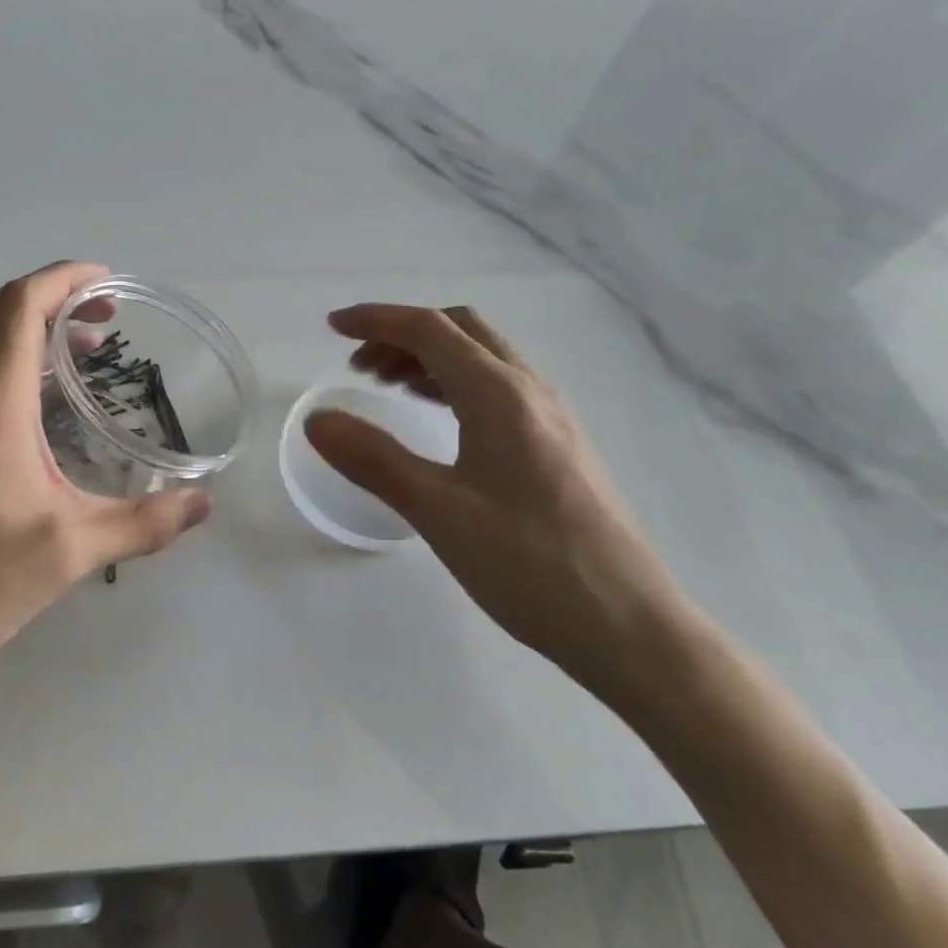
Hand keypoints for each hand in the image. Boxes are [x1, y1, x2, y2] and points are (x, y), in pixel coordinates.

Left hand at [0, 262, 212, 696]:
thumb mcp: (68, 553)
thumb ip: (143, 523)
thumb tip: (203, 503)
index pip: (20, 306)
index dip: (64, 279)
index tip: (108, 283)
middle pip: (0, 317)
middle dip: (57, 304)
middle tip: (109, 321)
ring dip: (32, 337)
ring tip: (83, 357)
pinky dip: (10, 369)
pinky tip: (38, 412)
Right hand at [304, 304, 689, 690]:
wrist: (629, 627)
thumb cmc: (528, 563)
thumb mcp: (437, 511)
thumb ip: (373, 460)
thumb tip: (317, 421)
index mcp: (499, 395)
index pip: (429, 330)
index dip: (376, 320)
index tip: (331, 327)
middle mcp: (531, 392)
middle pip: (462, 332)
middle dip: (404, 336)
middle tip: (359, 368)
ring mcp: (552, 418)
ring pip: (484, 360)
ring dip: (431, 359)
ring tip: (389, 390)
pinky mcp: (560, 447)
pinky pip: (501, 390)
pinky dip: (457, 385)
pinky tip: (441, 423)